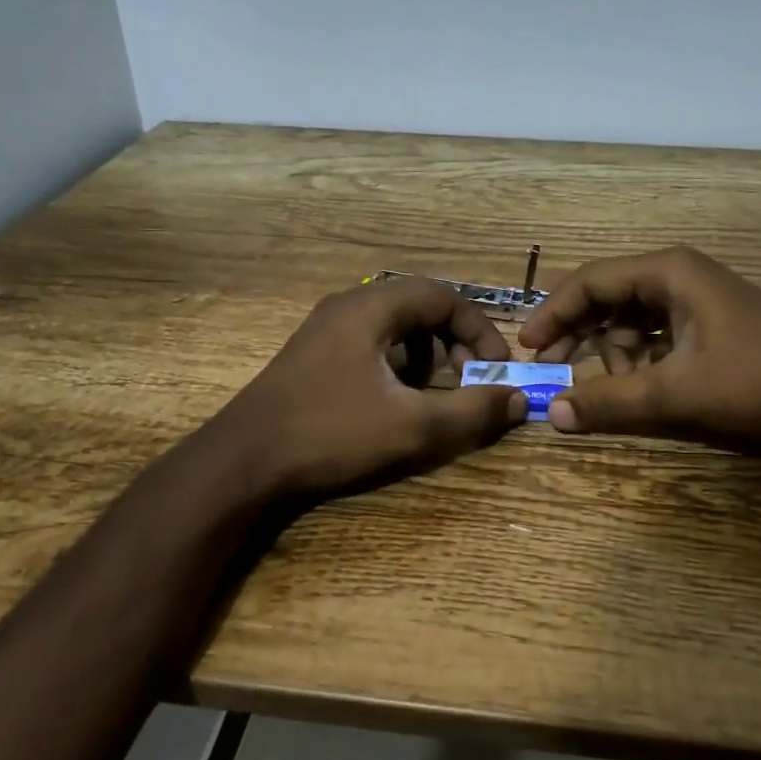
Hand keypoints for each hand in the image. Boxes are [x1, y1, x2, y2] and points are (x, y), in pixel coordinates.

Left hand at [195, 277, 528, 501]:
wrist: (241, 462)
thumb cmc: (330, 434)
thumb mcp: (412, 427)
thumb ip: (471, 411)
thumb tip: (519, 400)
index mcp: (371, 308)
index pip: (444, 297)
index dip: (479, 329)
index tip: (496, 368)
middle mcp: (347, 306)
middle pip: (419, 306)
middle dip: (453, 341)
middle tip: (468, 379)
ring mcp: (324, 329)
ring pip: (394, 324)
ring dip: (424, 352)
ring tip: (431, 391)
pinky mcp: (312, 354)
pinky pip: (369, 342)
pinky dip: (395, 362)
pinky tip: (391, 400)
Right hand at [517, 245, 760, 443]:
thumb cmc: (757, 379)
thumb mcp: (677, 393)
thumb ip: (612, 402)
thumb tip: (552, 415)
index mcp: (667, 272)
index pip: (590, 282)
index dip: (553, 313)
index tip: (527, 346)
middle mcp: (678, 274)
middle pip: (608, 297)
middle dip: (578, 334)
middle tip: (551, 369)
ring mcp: (698, 296)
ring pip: (632, 319)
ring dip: (615, 353)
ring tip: (620, 389)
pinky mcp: (711, 319)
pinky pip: (657, 332)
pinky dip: (642, 357)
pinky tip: (646, 385)